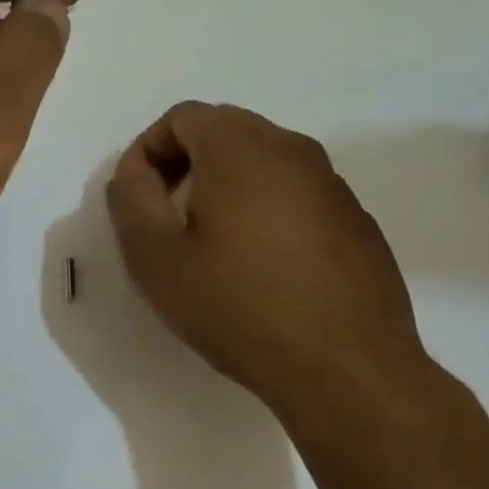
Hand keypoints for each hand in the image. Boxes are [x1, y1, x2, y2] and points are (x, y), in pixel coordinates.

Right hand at [105, 102, 428, 415]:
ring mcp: (331, 182)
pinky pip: (297, 190)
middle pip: (223, 129)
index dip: (149, 149)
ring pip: (263, 158)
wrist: (350, 372)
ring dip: (228, 183)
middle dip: (186, 161)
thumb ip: (131, 198)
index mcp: (239, 146)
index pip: (181, 117)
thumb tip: (135, 170)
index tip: (140, 198)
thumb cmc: (241, 307)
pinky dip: (268, 206)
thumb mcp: (156, 257)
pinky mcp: (356, 218)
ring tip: (215, 241)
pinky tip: (265, 264)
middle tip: (170, 214)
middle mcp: (290, 147)